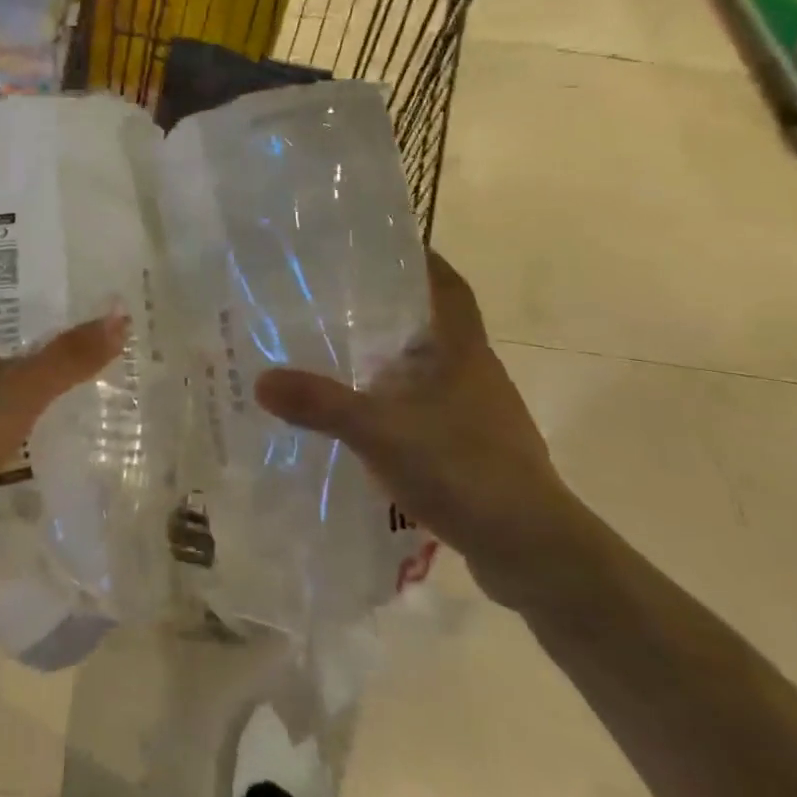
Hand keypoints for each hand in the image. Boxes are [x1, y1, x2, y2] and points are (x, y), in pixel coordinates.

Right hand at [255, 251, 577, 606]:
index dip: (424, 259)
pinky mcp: (478, 452)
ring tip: (345, 355)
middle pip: (437, 324)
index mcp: (463, 351)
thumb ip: (323, 405)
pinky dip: (403, 406)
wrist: (535, 553)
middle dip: (395, 309)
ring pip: (433, 371)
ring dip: (397, 361)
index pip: (449, 285)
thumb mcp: (383, 433)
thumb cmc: (466, 471)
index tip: (386, 244)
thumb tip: (261, 379)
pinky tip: (370, 422)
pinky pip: (433, 411)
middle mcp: (476, 373)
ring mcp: (480, 415)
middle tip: (341, 299)